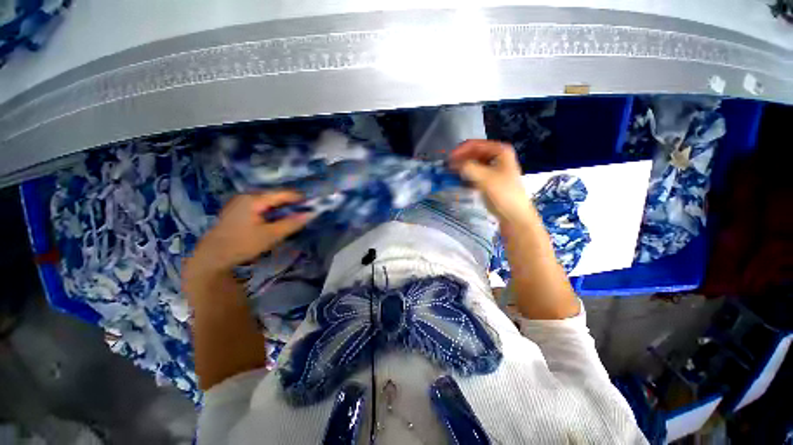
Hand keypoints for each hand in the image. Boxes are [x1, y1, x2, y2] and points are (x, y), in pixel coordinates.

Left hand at [185, 191, 311, 276]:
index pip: (282, 193)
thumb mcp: (271, 235)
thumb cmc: (242, 244)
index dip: (299, 198)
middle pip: (275, 196)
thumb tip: (311, 214)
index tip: (313, 205)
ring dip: (281, 208)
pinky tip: (275, 220)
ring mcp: (240, 202)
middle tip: (303, 213)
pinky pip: (260, 206)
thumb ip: (292, 223)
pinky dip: (271, 211)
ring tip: (292, 217)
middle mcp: (246, 196)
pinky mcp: (237, 210)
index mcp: (254, 199)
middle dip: (290, 203)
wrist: (211, 257)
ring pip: (267, 201)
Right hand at [449, 140, 533, 225]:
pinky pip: (474, 173)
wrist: (513, 214)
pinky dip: (465, 175)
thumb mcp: (484, 178)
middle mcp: (496, 156)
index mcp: (500, 150)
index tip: (448, 160)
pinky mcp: (488, 180)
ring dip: (461, 168)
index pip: (475, 144)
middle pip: (473, 153)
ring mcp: (492, 168)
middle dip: (460, 159)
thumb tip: (451, 163)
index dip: (460, 151)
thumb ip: (467, 167)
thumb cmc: (503, 193)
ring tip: (450, 174)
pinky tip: (458, 180)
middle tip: (447, 168)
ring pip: (472, 163)